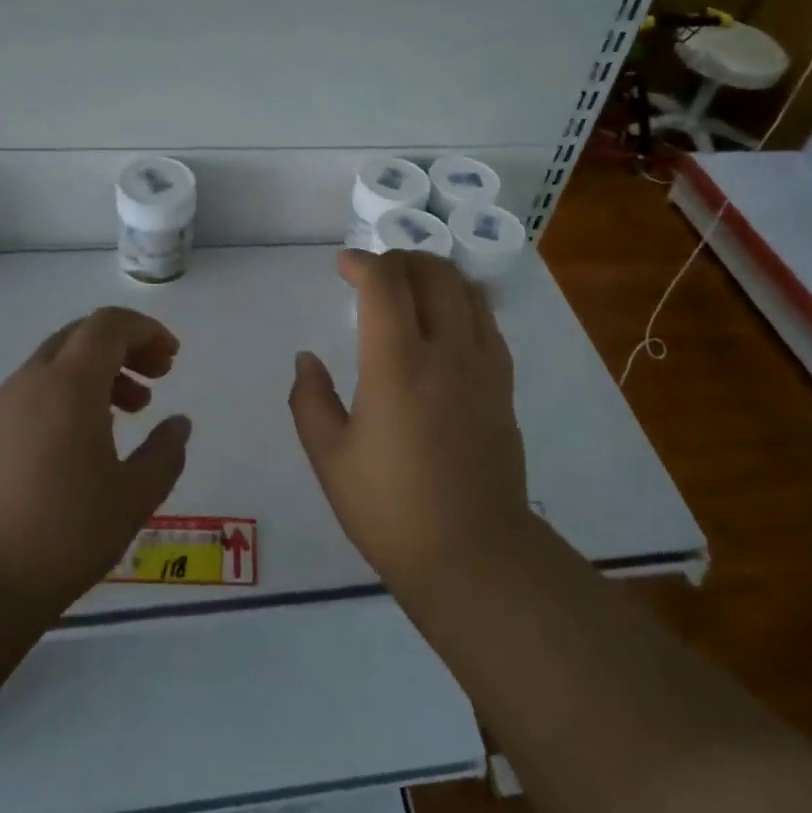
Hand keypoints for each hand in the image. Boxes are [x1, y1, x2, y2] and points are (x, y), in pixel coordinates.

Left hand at [0, 307, 190, 616]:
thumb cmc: (62, 536)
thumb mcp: (133, 498)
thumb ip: (165, 454)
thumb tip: (178, 424)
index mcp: (68, 385)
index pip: (108, 325)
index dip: (145, 330)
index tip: (172, 357)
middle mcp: (30, 382)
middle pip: (81, 336)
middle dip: (125, 347)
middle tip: (157, 377)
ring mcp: (0, 407)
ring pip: (56, 364)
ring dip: (98, 373)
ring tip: (128, 412)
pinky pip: (34, 392)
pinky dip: (68, 395)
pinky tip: (83, 441)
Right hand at [288, 250, 530, 593]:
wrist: (473, 554)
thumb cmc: (391, 509)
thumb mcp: (329, 458)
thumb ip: (310, 400)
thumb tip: (307, 359)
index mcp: (397, 365)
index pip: (385, 284)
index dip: (361, 263)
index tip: (342, 266)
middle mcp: (446, 351)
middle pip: (432, 273)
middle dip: (399, 259)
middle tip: (373, 274)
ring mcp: (483, 365)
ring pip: (466, 289)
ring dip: (434, 273)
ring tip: (409, 286)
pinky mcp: (504, 385)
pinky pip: (488, 320)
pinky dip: (464, 300)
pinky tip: (448, 317)